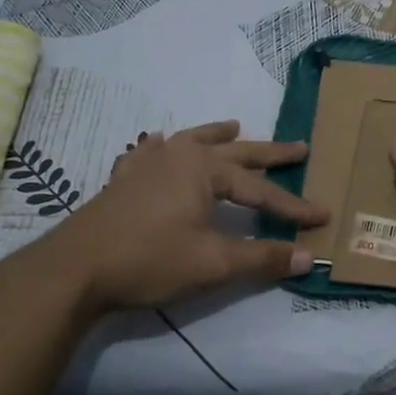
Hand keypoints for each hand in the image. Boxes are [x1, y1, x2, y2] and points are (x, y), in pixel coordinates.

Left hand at [1, 120, 327, 312]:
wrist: (74, 268)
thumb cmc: (149, 259)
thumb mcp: (212, 263)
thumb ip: (261, 258)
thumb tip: (305, 258)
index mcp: (204, 170)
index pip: (260, 191)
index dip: (292, 207)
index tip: (321, 216)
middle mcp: (179, 156)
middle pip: (234, 152)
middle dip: (269, 153)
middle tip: (300, 147)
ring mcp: (147, 164)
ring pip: (190, 141)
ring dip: (216, 135)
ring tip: (235, 125)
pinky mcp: (124, 180)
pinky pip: (149, 152)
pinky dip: (162, 146)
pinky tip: (157, 143)